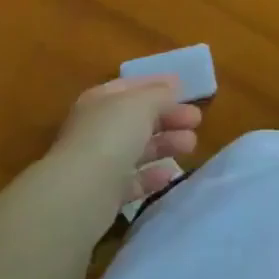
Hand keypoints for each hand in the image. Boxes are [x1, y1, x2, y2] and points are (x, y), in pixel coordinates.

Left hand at [53, 75, 200, 201]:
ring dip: (167, 144)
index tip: (186, 87)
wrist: (82, 192)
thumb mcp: (142, 103)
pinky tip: (170, 173)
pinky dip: (153, 175)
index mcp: (100, 102)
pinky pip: (134, 179)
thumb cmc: (112, 135)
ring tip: (191, 146)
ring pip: (139, 149)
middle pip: (138, 119)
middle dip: (169, 117)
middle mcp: (96, 129)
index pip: (131, 87)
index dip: (158, 85)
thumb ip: (160, 94)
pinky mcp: (104, 193)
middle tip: (196, 120)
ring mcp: (98, 162)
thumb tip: (172, 88)